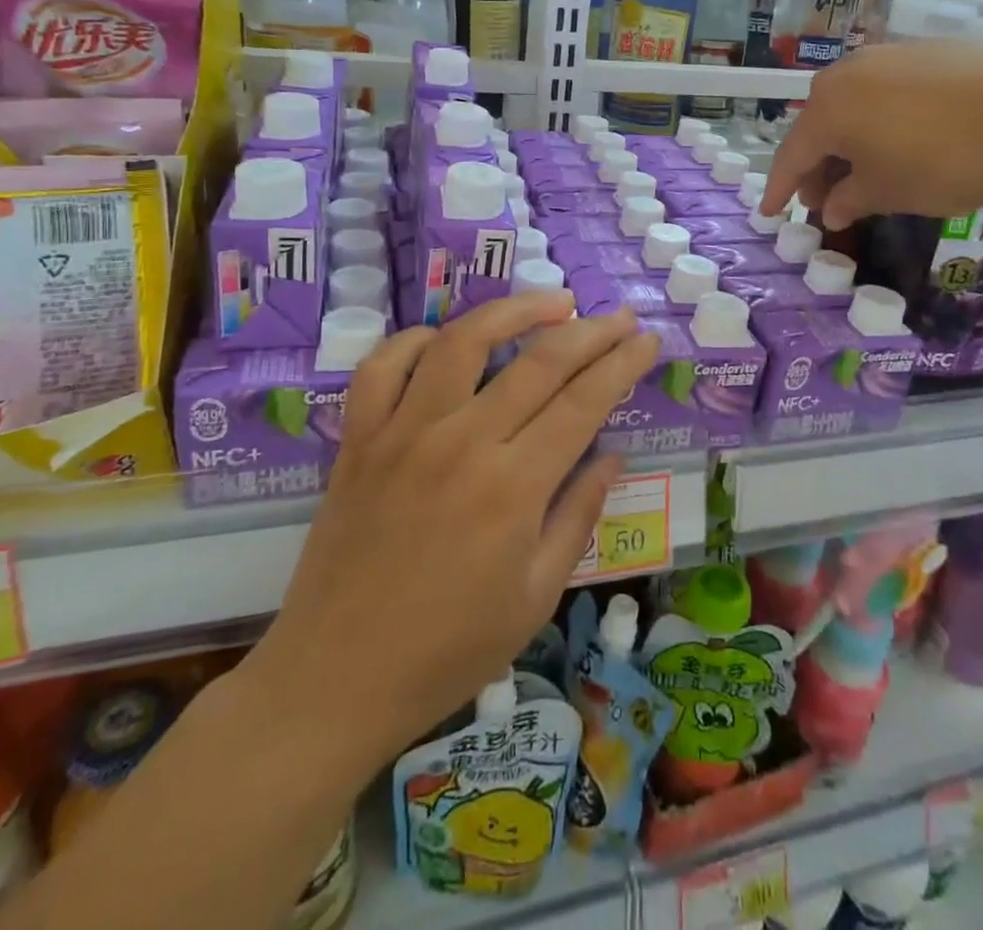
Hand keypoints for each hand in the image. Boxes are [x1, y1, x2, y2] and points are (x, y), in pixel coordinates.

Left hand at [238, 292, 659, 775]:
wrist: (335, 679)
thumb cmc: (449, 649)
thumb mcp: (536, 596)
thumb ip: (578, 515)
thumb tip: (612, 454)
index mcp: (514, 488)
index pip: (584, 402)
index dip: (622, 363)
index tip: (647, 340)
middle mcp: (462, 443)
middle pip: (540, 361)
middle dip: (591, 331)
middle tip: (621, 317)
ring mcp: (404, 433)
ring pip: (463, 341)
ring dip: (514, 311)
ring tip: (553, 303)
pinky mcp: (359, 437)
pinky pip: (384, 366)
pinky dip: (417, 340)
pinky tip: (447, 340)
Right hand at [761, 39, 982, 227]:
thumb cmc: (942, 162)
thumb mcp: (888, 192)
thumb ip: (849, 200)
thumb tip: (831, 209)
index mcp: (828, 108)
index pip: (792, 154)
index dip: (780, 189)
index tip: (770, 213)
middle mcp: (848, 73)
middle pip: (820, 125)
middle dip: (818, 165)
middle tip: (824, 199)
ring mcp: (890, 55)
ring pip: (853, 104)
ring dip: (849, 140)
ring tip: (864, 171)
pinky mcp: (928, 51)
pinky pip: (887, 90)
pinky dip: (881, 119)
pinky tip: (903, 140)